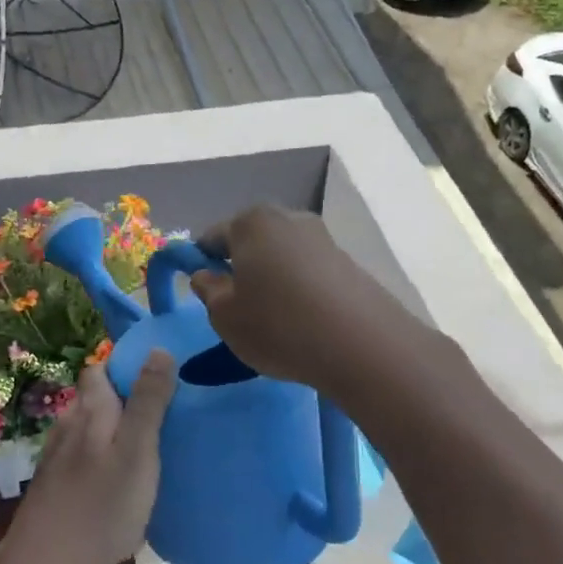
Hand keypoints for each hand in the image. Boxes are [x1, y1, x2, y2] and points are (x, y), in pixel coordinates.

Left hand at [0, 352, 176, 563]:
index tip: (158, 377)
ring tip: (142, 446)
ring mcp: (55, 455)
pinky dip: (99, 456)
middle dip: (123, 399)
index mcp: (90, 410)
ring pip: (87, 428)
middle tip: (160, 415)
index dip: (125, 366)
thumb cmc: (100, 507)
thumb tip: (159, 349)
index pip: (100, 368)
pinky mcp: (52, 484)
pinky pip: (81, 455)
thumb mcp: (137, 452)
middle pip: (94, 398)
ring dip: (111, 429)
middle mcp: (68, 424)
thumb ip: (149, 402)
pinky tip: (115, 479)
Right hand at [189, 206, 402, 394]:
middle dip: (241, 267)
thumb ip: (207, 290)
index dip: (202, 263)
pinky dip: (300, 289)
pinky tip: (303, 320)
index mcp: (251, 222)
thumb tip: (205, 275)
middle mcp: (288, 218)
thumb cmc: (277, 325)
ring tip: (274, 318)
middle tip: (238, 306)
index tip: (204, 292)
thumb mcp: (225, 316)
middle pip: (251, 241)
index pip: (212, 237)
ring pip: (282, 256)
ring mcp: (323, 238)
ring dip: (272, 278)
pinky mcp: (348, 262)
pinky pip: (309, 271)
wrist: (360, 345)